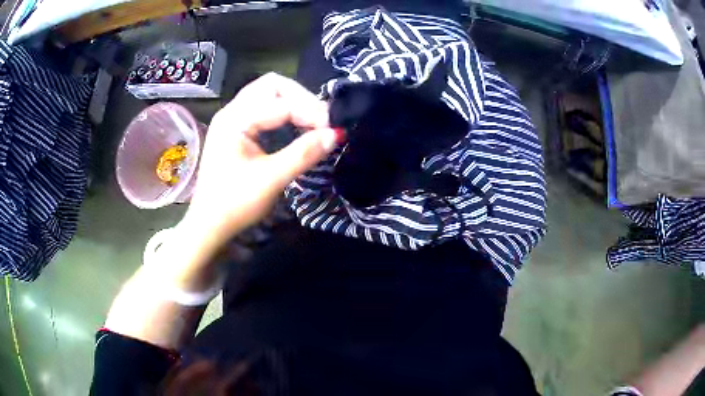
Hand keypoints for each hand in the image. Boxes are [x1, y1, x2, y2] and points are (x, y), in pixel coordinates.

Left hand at [177, 73, 336, 268]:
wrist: (209, 225)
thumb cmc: (234, 204)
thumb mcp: (270, 180)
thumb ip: (303, 154)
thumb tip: (337, 134)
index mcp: (235, 119)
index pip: (281, 102)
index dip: (310, 112)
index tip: (333, 130)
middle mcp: (232, 111)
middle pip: (273, 86)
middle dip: (301, 98)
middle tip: (321, 121)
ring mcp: (233, 119)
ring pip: (269, 95)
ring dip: (293, 103)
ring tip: (313, 122)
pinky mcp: (237, 130)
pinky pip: (265, 109)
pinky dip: (284, 112)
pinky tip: (295, 126)